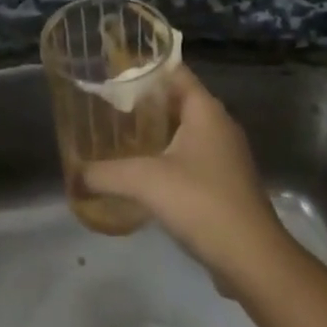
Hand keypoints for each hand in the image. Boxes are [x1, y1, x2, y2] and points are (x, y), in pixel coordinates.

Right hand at [81, 69, 292, 289]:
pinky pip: (190, 157)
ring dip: (154, 133)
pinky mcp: (225, 182)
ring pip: (183, 131)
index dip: (144, 68)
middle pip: (176, 100)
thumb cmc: (201, 202)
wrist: (253, 258)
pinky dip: (166, 158)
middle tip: (106, 106)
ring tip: (117, 137)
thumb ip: (105, 174)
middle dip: (142, 102)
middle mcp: (218, 124)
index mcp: (205, 109)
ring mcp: (225, 154)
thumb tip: (73, 175)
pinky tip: (141, 173)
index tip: (112, 72)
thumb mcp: (145, 182)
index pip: (174, 71)